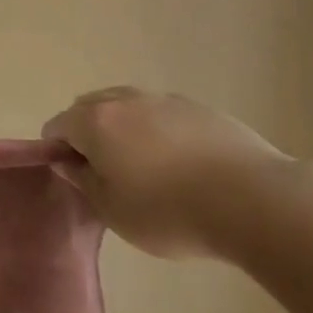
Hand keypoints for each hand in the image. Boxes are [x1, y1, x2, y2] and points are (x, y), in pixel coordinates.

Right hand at [42, 87, 291, 259]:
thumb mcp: (113, 211)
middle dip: (88, 133)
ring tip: (147, 167)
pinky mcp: (200, 108)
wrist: (254, 201)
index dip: (57, 150)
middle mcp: (125, 100)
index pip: (57, 125)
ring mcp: (165, 100)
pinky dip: (159, 130)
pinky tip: (182, 164)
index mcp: (95, 122)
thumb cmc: (169, 212)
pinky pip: (163, 113)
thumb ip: (83, 181)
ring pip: (128, 106)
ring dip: (124, 128)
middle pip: (89, 107)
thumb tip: (66, 161)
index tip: (76, 178)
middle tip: (107, 173)